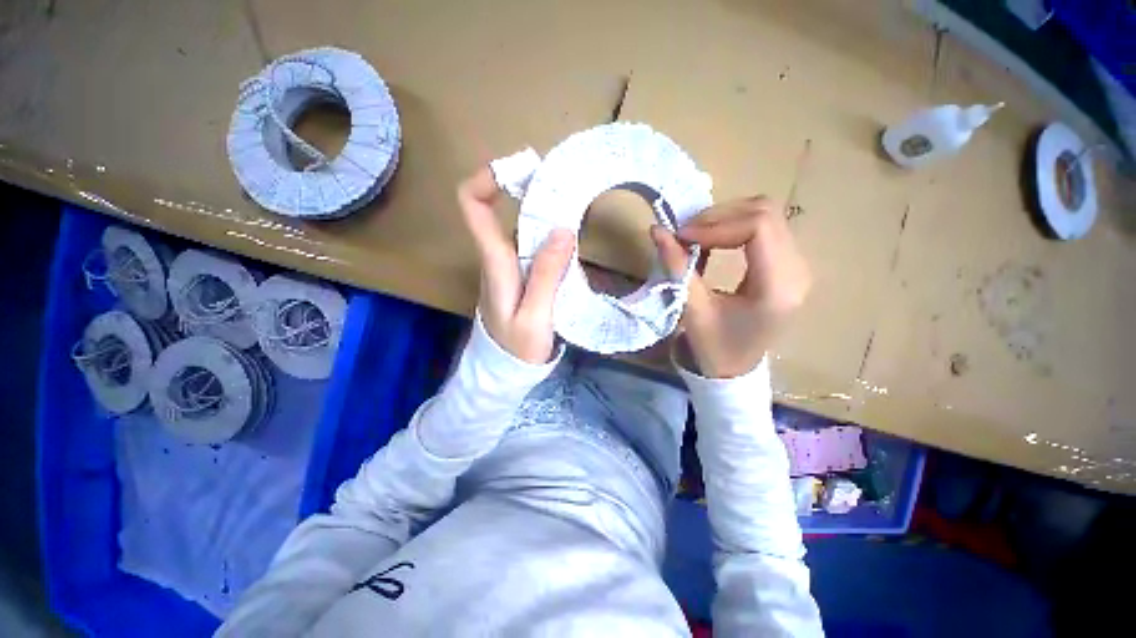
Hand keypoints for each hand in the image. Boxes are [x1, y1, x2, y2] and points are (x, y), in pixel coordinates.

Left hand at [458, 167, 575, 363]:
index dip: (486, 178)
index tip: (520, 168)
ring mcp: (508, 267)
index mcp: (494, 262)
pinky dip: (548, 234)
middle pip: (499, 210)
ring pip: (518, 227)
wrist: (505, 372)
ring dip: (542, 211)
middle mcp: (496, 257)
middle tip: (564, 184)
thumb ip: (546, 275)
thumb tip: (562, 229)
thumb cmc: (516, 348)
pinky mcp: (521, 277)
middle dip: (527, 189)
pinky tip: (569, 238)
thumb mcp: (535, 316)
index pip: (472, 206)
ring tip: (573, 205)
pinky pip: (530, 246)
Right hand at [651, 197, 811, 377]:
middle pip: (765, 212)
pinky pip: (763, 228)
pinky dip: (732, 228)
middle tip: (685, 235)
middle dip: (717, 217)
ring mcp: (796, 265)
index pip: (758, 227)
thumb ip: (676, 267)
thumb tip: (656, 230)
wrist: (736, 369)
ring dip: (724, 220)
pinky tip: (712, 243)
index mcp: (778, 287)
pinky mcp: (786, 264)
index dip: (715, 224)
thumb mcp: (693, 310)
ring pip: (765, 214)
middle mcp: (797, 270)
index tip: (682, 237)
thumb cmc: (715, 347)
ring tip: (695, 238)